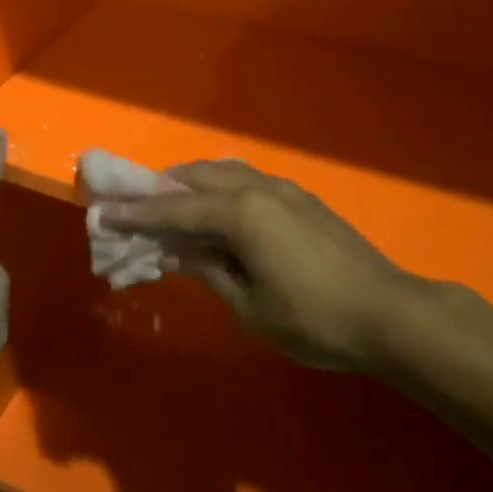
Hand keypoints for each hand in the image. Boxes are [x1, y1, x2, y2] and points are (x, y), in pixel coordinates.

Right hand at [99, 161, 408, 369]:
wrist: (389, 313)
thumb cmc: (315, 319)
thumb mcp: (250, 305)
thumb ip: (209, 270)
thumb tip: (179, 251)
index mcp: (240, 212)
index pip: (174, 208)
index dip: (136, 213)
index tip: (103, 212)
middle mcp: (258, 187)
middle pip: (197, 176)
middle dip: (161, 189)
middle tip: (134, 205)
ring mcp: (283, 189)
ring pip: (224, 172)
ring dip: (192, 185)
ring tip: (170, 205)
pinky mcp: (301, 198)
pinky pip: (246, 181)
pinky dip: (219, 189)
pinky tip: (216, 210)